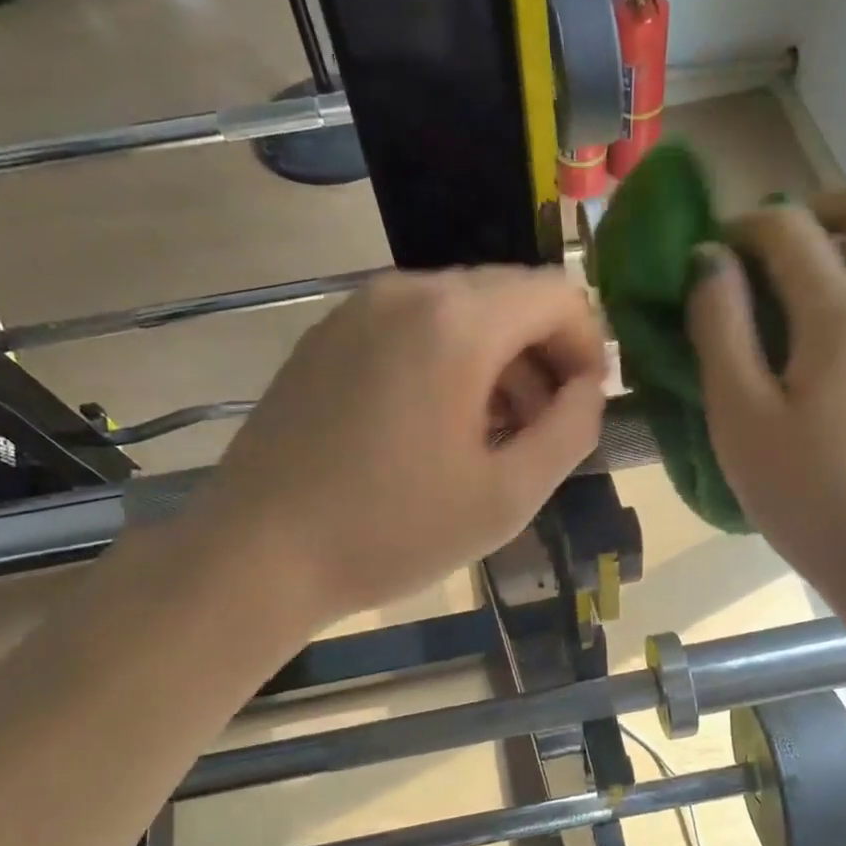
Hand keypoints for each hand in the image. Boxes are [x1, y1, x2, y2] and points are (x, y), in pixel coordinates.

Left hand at [191, 269, 606, 623]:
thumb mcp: (509, 495)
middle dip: (543, 356)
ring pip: (459, 312)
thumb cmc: (392, 530)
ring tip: (490, 436)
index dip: (588, 347)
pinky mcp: (325, 336)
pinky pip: (411, 328)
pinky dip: (446, 362)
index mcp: (457, 321)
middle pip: (509, 297)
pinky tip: (433, 427)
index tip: (583, 406)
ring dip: (496, 362)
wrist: (257, 555)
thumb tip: (586, 390)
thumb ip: (572, 430)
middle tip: (540, 430)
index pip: (558, 295)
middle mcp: (406, 291)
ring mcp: (357, 309)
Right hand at [686, 187, 845, 593]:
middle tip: (776, 251)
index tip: (716, 254)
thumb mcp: (739, 418)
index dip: (744, 227)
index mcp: (841, 314)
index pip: (790, 229)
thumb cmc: (806, 496)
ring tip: (822, 276)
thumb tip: (710, 262)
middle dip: (816, 210)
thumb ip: (719, 328)